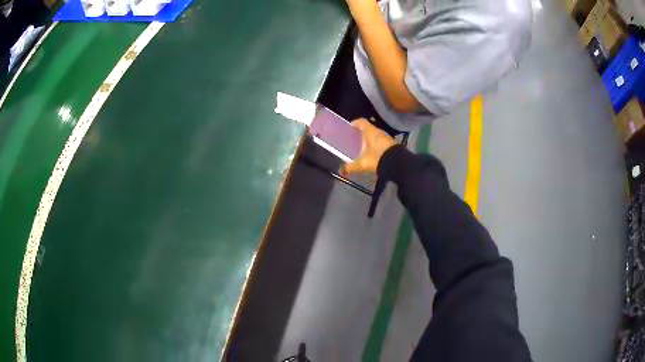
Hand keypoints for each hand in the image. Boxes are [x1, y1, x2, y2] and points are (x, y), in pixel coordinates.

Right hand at [341, 118, 396, 175]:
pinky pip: (381, 143)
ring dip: (369, 140)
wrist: (399, 164)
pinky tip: (372, 154)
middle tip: (353, 140)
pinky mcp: (392, 145)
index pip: (360, 121)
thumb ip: (351, 167)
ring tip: (362, 148)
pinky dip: (376, 146)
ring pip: (375, 136)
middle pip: (368, 129)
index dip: (354, 123)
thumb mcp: (362, 164)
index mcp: (370, 131)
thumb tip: (341, 170)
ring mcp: (387, 138)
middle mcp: (379, 131)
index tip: (349, 128)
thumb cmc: (378, 158)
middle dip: (360, 134)